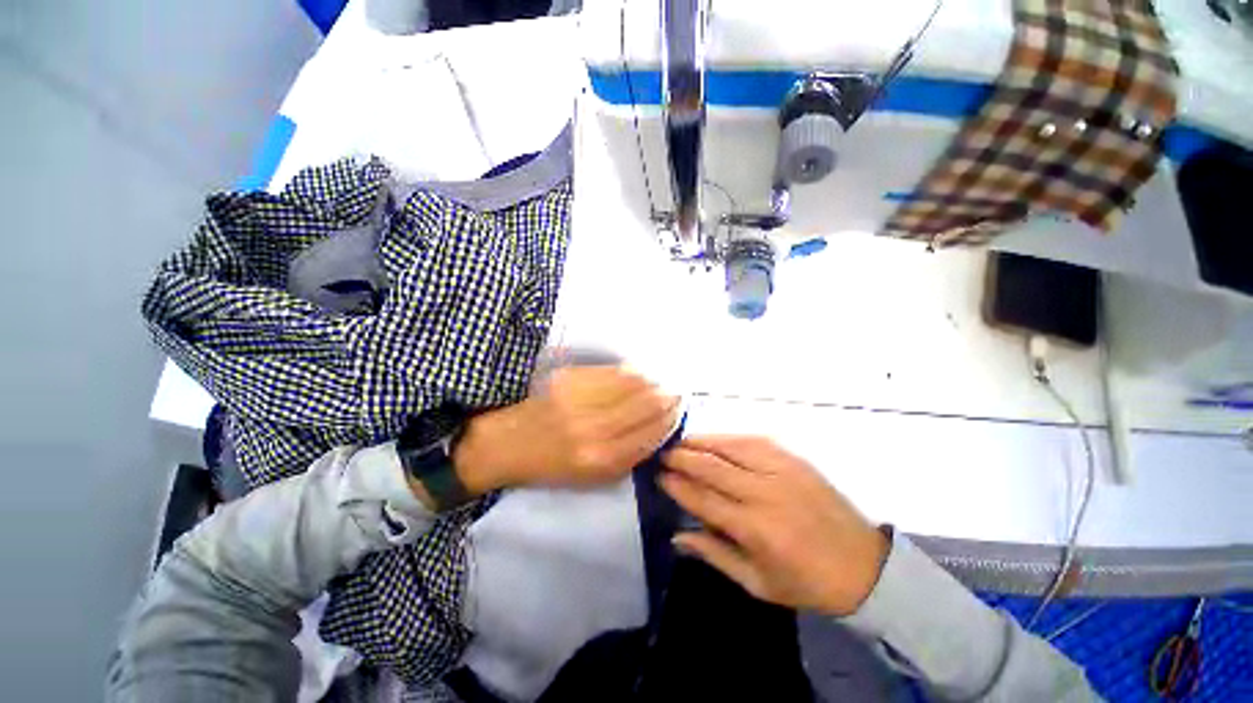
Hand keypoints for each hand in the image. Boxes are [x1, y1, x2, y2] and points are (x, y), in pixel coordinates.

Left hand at [455, 366, 680, 491]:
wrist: (507, 445)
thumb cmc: (551, 467)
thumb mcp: (594, 479)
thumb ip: (629, 456)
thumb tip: (658, 428)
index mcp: (603, 460)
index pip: (651, 432)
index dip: (670, 418)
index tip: (680, 409)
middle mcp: (595, 430)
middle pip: (647, 404)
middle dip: (668, 395)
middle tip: (677, 391)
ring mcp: (580, 400)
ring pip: (633, 383)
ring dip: (653, 380)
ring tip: (662, 380)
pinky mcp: (568, 379)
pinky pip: (611, 371)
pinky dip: (631, 371)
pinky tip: (638, 372)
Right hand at [660, 436, 888, 615]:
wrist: (863, 564)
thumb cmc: (806, 582)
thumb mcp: (757, 584)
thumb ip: (714, 555)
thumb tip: (676, 536)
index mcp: (755, 528)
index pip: (703, 499)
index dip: (678, 486)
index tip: (659, 477)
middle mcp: (764, 492)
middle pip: (712, 467)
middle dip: (682, 458)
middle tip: (663, 454)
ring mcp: (780, 469)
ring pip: (730, 446)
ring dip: (701, 442)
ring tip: (681, 441)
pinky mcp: (793, 458)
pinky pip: (752, 439)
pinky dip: (728, 437)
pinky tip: (714, 438)